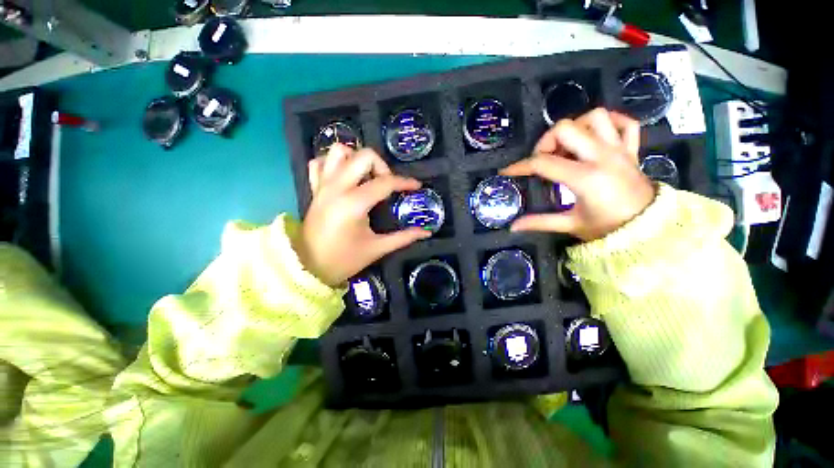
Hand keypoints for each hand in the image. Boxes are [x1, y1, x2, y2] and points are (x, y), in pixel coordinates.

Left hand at [298, 144, 430, 285]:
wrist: (308, 267)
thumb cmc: (344, 259)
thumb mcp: (377, 248)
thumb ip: (404, 238)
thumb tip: (426, 232)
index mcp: (354, 203)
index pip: (385, 182)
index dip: (405, 182)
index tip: (417, 186)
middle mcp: (337, 187)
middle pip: (363, 156)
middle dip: (381, 166)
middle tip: (387, 184)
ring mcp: (323, 185)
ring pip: (339, 151)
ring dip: (357, 159)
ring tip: (366, 177)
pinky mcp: (314, 189)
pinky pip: (321, 162)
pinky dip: (334, 163)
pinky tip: (345, 177)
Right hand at [501, 108, 654, 240]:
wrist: (648, 228)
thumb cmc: (607, 228)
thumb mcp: (570, 224)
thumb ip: (540, 222)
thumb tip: (513, 226)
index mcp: (585, 177)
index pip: (543, 163)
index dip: (520, 166)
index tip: (507, 171)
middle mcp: (602, 156)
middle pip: (566, 128)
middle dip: (546, 141)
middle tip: (543, 159)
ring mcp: (619, 149)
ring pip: (595, 116)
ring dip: (575, 127)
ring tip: (567, 147)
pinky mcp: (631, 148)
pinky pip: (624, 122)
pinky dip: (608, 122)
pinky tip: (594, 136)